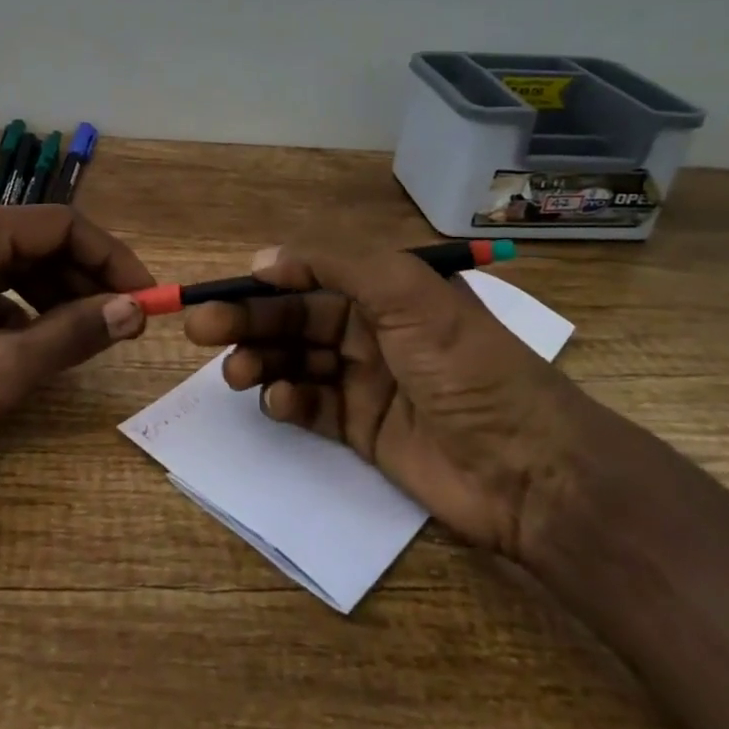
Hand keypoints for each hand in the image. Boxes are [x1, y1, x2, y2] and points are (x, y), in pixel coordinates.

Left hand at [0, 202, 151, 476]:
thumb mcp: (1, 370)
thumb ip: (74, 334)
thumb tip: (134, 309)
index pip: (64, 225)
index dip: (113, 259)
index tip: (147, 299)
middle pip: (43, 243)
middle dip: (88, 280)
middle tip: (126, 323)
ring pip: (21, 267)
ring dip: (61, 297)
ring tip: (91, 336)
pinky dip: (26, 312)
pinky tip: (39, 347)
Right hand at [182, 244, 607, 559]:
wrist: (528, 469)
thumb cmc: (466, 367)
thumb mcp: (409, 294)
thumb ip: (336, 264)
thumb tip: (264, 259)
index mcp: (386, 290)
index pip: (309, 276)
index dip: (263, 282)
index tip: (220, 293)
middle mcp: (372, 329)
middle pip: (294, 318)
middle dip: (248, 322)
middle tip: (201, 330)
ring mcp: (365, 380)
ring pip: (295, 361)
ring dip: (261, 361)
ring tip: (237, 373)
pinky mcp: (361, 429)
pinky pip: (310, 406)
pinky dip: (288, 401)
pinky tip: (280, 403)